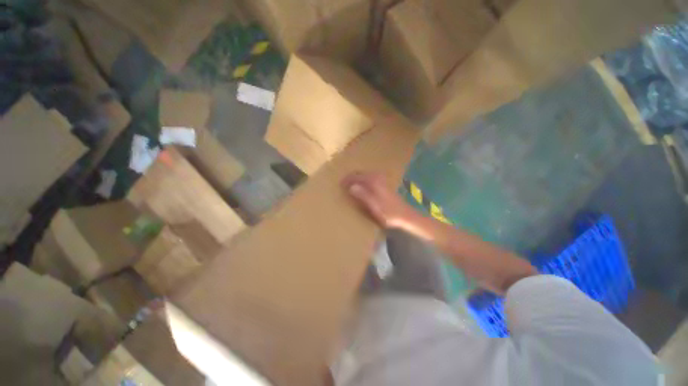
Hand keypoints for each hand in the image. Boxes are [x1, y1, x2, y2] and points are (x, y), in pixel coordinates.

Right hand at [342, 171, 415, 229]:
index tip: (339, 185)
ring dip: (356, 179)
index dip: (347, 180)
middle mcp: (377, 177)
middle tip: (342, 185)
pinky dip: (362, 182)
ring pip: (364, 176)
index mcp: (374, 181)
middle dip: (351, 177)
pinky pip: (369, 179)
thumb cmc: (389, 213)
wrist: (405, 215)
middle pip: (360, 173)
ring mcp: (381, 180)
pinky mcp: (383, 184)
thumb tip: (351, 187)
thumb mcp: (375, 206)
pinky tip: (360, 189)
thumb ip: (363, 195)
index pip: (356, 176)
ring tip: (349, 186)